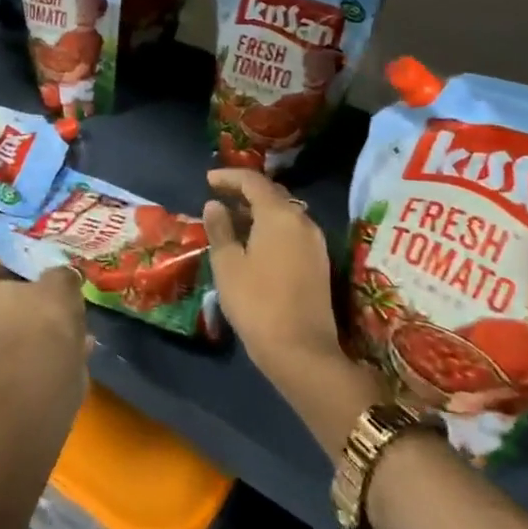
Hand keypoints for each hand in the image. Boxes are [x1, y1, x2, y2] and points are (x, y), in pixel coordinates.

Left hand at [0, 260, 89, 406]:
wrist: (44, 378)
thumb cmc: (43, 318)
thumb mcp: (60, 282)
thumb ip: (61, 275)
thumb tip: (63, 276)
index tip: (23, 265)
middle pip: (0, 304)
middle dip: (26, 298)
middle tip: (52, 289)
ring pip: (20, 329)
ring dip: (42, 325)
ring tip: (72, 316)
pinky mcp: (16, 375)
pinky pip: (36, 352)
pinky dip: (54, 347)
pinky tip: (81, 342)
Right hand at [203, 169, 339, 378]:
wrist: (302, 351)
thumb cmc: (257, 302)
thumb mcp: (228, 265)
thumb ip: (220, 229)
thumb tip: (214, 205)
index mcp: (279, 215)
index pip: (253, 181)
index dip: (229, 177)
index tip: (208, 180)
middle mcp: (302, 220)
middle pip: (272, 194)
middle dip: (245, 191)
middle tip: (219, 196)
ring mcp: (315, 242)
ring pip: (284, 213)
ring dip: (259, 210)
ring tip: (233, 218)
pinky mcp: (319, 262)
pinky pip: (292, 231)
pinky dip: (271, 227)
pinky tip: (254, 242)